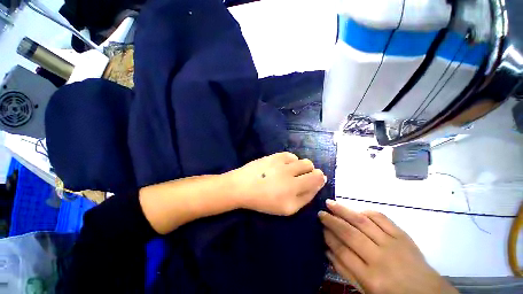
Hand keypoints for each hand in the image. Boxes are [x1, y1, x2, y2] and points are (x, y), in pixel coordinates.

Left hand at [228, 152, 325, 215]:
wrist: (242, 187)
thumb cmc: (264, 202)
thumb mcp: (288, 209)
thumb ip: (305, 197)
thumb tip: (318, 184)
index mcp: (295, 188)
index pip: (317, 178)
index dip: (320, 178)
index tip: (317, 180)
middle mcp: (290, 172)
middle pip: (310, 166)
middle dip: (311, 171)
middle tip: (303, 178)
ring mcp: (281, 162)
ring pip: (301, 160)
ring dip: (301, 166)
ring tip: (292, 172)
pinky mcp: (274, 156)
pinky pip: (290, 155)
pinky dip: (292, 160)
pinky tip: (286, 166)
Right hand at [319, 200, 457, 293]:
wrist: (427, 293)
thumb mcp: (366, 291)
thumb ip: (345, 271)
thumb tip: (327, 250)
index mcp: (371, 278)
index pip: (342, 251)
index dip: (328, 237)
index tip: (320, 227)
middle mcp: (380, 258)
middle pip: (350, 234)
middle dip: (332, 221)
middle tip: (321, 212)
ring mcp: (392, 244)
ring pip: (362, 221)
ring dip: (344, 210)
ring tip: (331, 203)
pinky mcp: (402, 235)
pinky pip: (381, 218)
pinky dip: (366, 212)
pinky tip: (357, 210)